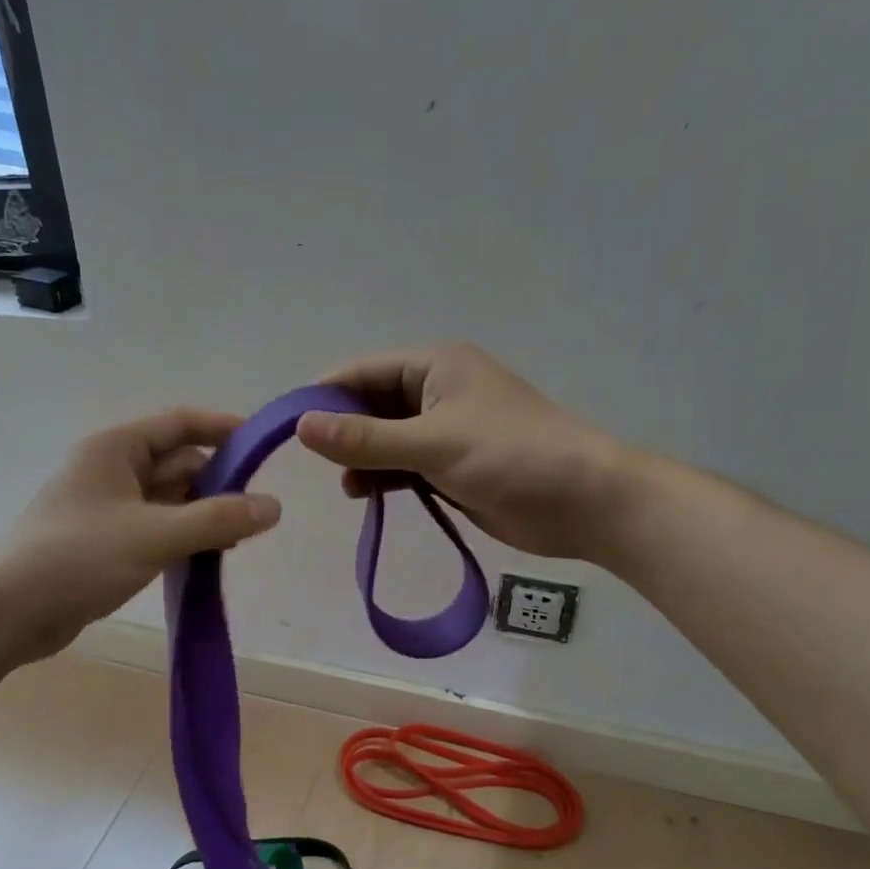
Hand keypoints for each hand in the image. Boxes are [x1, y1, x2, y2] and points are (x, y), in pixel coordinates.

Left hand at [0, 408, 280, 662]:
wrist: (10, 612)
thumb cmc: (79, 558)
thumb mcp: (154, 535)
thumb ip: (217, 519)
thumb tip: (274, 505)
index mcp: (116, 448)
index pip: (180, 423)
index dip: (223, 429)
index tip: (263, 447)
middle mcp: (111, 469)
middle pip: (178, 462)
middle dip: (217, 484)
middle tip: (254, 513)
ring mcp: (107, 506)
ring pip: (169, 498)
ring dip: (201, 514)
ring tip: (235, 540)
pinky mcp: (105, 540)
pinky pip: (155, 526)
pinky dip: (181, 536)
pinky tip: (204, 557)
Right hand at [296, 344, 619, 560]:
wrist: (583, 502)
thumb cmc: (510, 457)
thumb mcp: (432, 444)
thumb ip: (365, 439)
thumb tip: (300, 427)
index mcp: (434, 366)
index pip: (361, 371)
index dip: (323, 396)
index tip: (286, 428)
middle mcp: (435, 391)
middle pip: (370, 405)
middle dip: (342, 431)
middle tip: (314, 463)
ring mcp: (444, 430)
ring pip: (384, 438)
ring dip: (361, 459)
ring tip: (347, 486)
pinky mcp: (451, 465)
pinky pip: (403, 465)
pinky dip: (382, 477)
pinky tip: (365, 495)